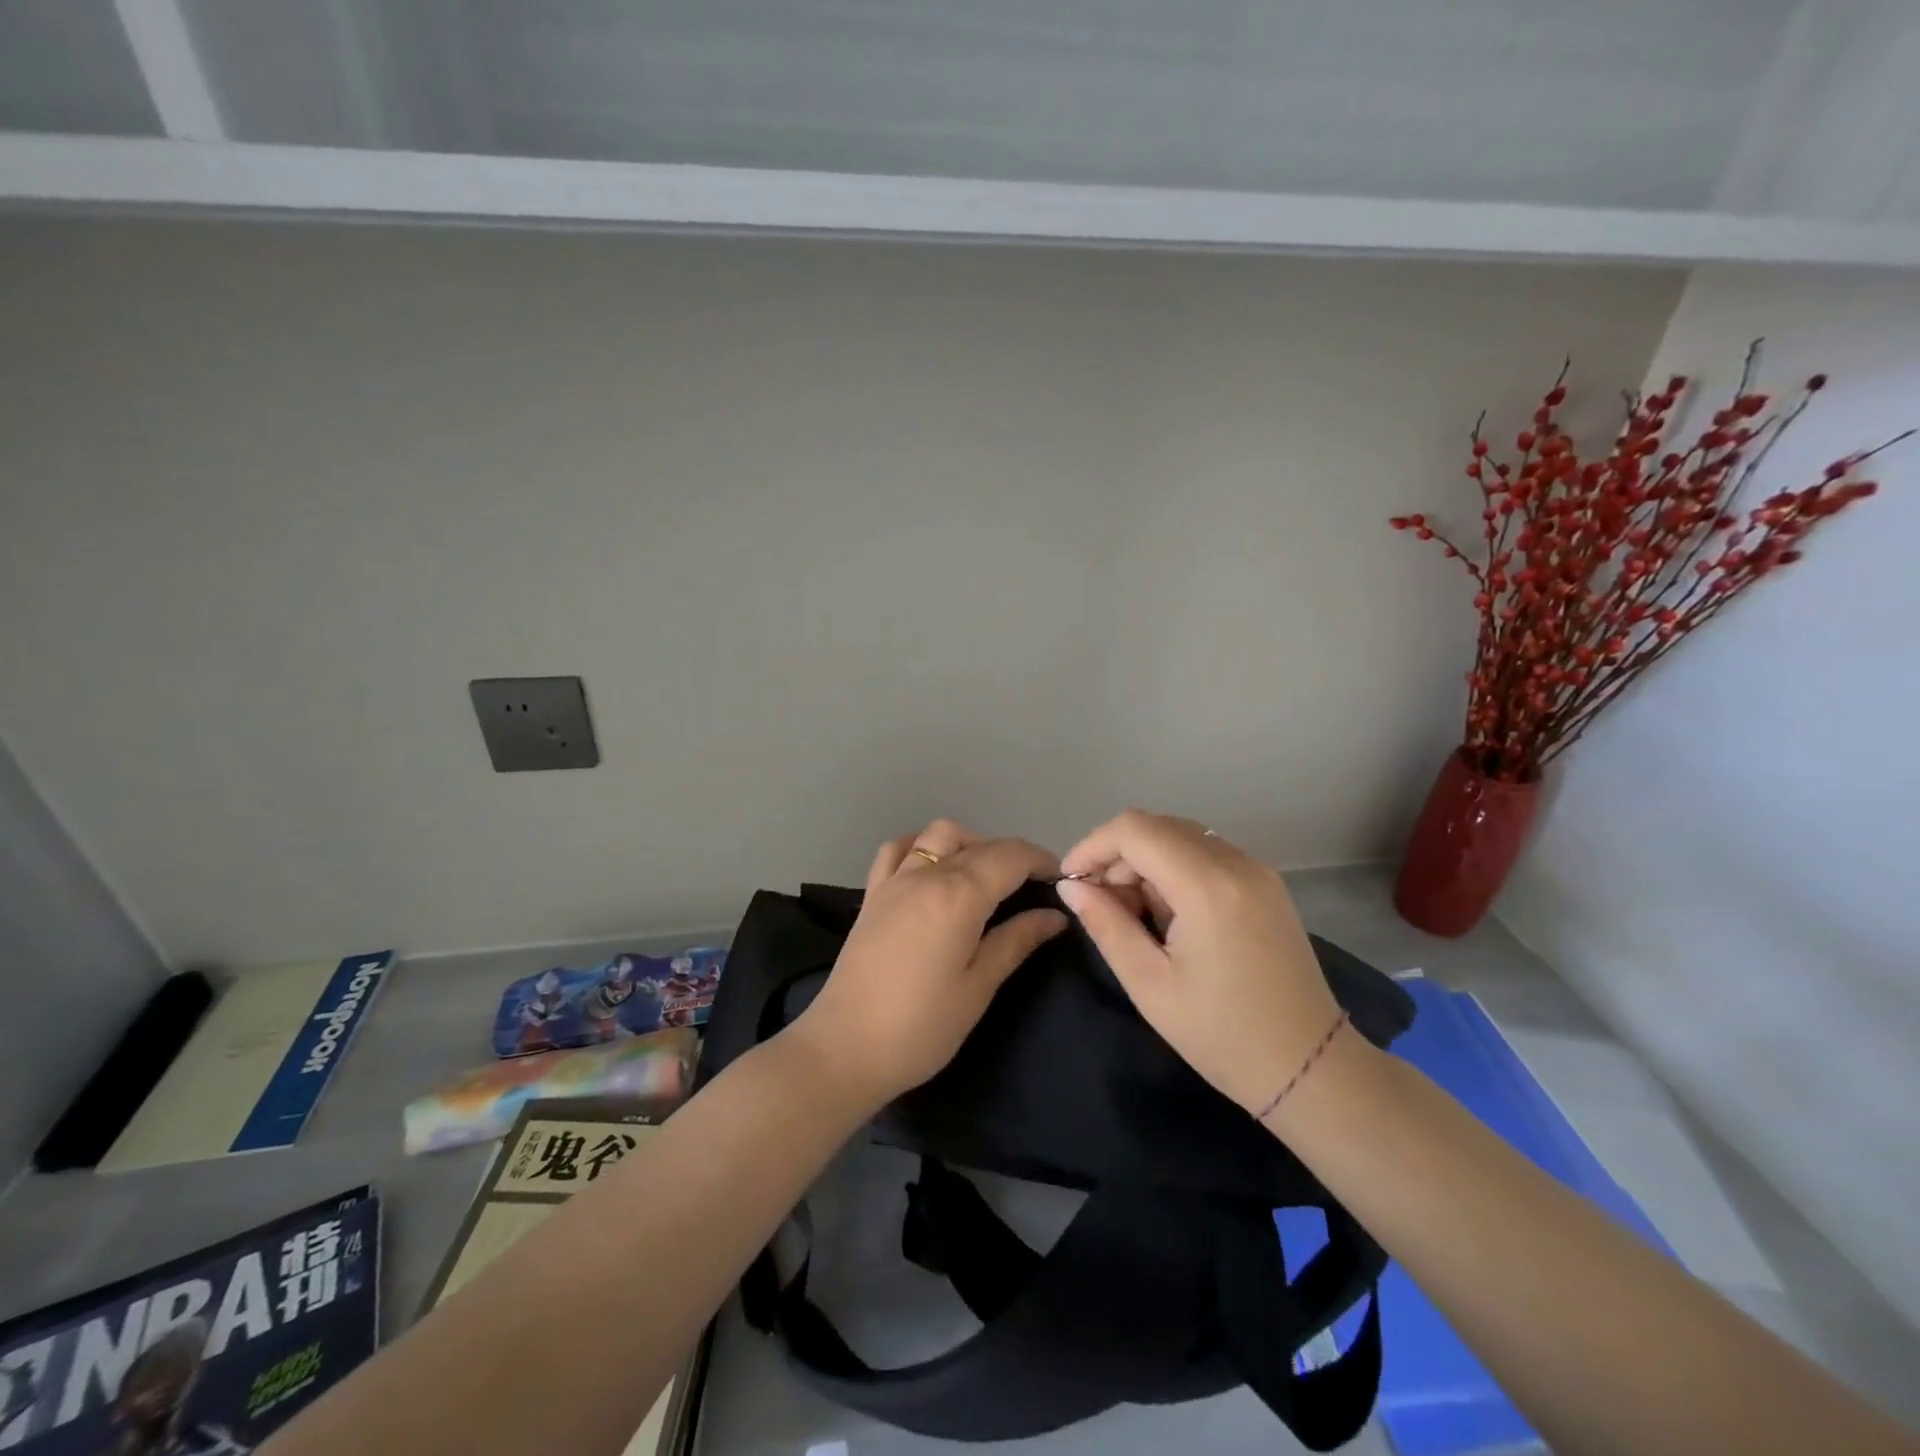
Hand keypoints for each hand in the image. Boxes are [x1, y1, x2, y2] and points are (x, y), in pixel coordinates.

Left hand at [791, 819, 1067, 1105]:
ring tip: (985, 877)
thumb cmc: (922, 1026)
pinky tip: (933, 869)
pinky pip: (898, 849)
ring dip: (970, 843)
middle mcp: (927, 875)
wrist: (846, 1048)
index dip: (1041, 860)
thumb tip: (1054, 915)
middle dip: (1013, 855)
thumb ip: (1017, 940)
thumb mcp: (979, 986)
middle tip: (1032, 887)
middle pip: (980, 843)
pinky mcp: (872, 894)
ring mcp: (894, 880)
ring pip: (939, 835)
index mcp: (959, 895)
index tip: (1060, 880)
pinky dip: (922, 846)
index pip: (1010, 856)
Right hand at [1056, 810, 1342, 1116]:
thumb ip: (1105, 924)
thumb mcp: (1150, 984)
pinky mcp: (1266, 883)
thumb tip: (1072, 887)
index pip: (1134, 829)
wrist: (1310, 1067)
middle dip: (1117, 856)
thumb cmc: (1222, 1035)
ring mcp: (1257, 869)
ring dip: (1144, 861)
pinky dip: (1174, 869)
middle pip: (1157, 826)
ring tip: (1132, 914)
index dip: (1093, 846)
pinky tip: (1168, 913)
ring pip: (1181, 836)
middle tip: (1100, 905)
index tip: (1071, 882)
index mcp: (1207, 886)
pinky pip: (1206, 854)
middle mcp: (1236, 862)